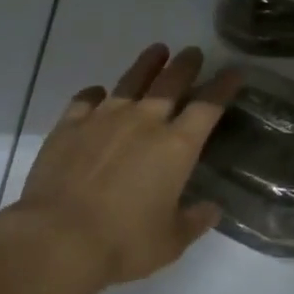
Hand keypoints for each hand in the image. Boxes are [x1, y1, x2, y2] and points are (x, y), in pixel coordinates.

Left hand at [10, 44, 239, 288]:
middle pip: (171, 81)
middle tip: (194, 52)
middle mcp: (143, 121)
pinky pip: (86, 99)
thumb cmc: (123, 242)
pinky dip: (96, 94)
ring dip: (147, 64)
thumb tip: (212, 209)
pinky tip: (98, 93)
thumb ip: (194, 222)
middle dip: (186, 65)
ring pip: (131, 80)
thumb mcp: (170, 242)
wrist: (58, 237)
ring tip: (157, 51)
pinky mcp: (70, 124)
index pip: (208, 106)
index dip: (223, 86)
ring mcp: (104, 117)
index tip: (234, 71)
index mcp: (175, 146)